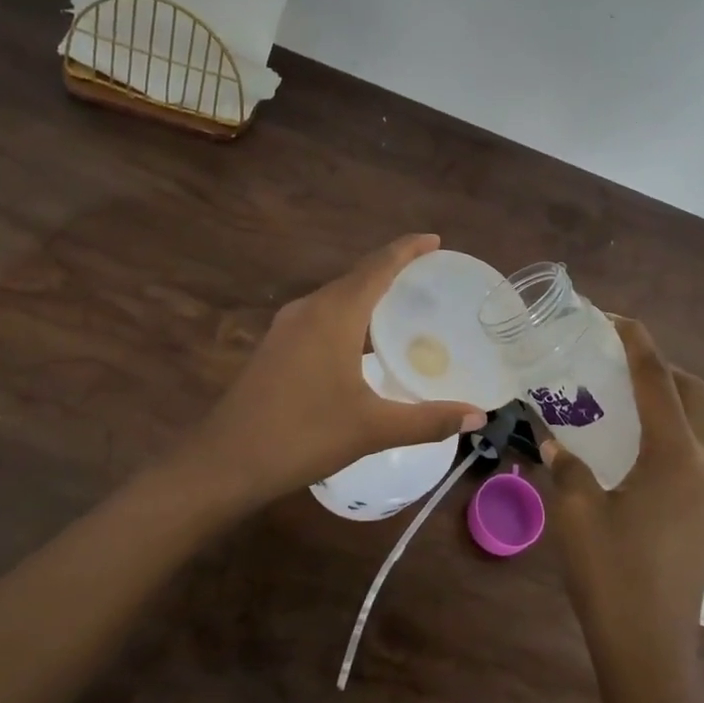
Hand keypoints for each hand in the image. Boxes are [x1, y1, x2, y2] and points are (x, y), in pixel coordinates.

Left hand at [183, 234, 487, 509]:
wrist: (224, 462)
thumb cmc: (303, 436)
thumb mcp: (372, 429)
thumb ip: (428, 420)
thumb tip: (478, 417)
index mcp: (334, 314)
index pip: (378, 266)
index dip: (407, 249)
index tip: (434, 240)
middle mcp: (309, 309)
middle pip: (357, 277)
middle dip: (392, 270)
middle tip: (430, 278)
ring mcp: (286, 327)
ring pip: (337, 298)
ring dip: (369, 295)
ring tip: (403, 308)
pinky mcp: (275, 346)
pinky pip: (321, 316)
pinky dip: (350, 317)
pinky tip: (363, 344)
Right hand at [542, 317, 703, 702]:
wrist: (649, 647)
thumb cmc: (610, 575)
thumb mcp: (575, 512)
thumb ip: (564, 465)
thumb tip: (549, 436)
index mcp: (675, 456)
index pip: (657, 381)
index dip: (637, 343)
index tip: (614, 319)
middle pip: (694, 394)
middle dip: (661, 368)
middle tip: (621, 364)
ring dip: (692, 401)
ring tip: (653, 407)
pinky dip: (702, 434)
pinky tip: (664, 452)